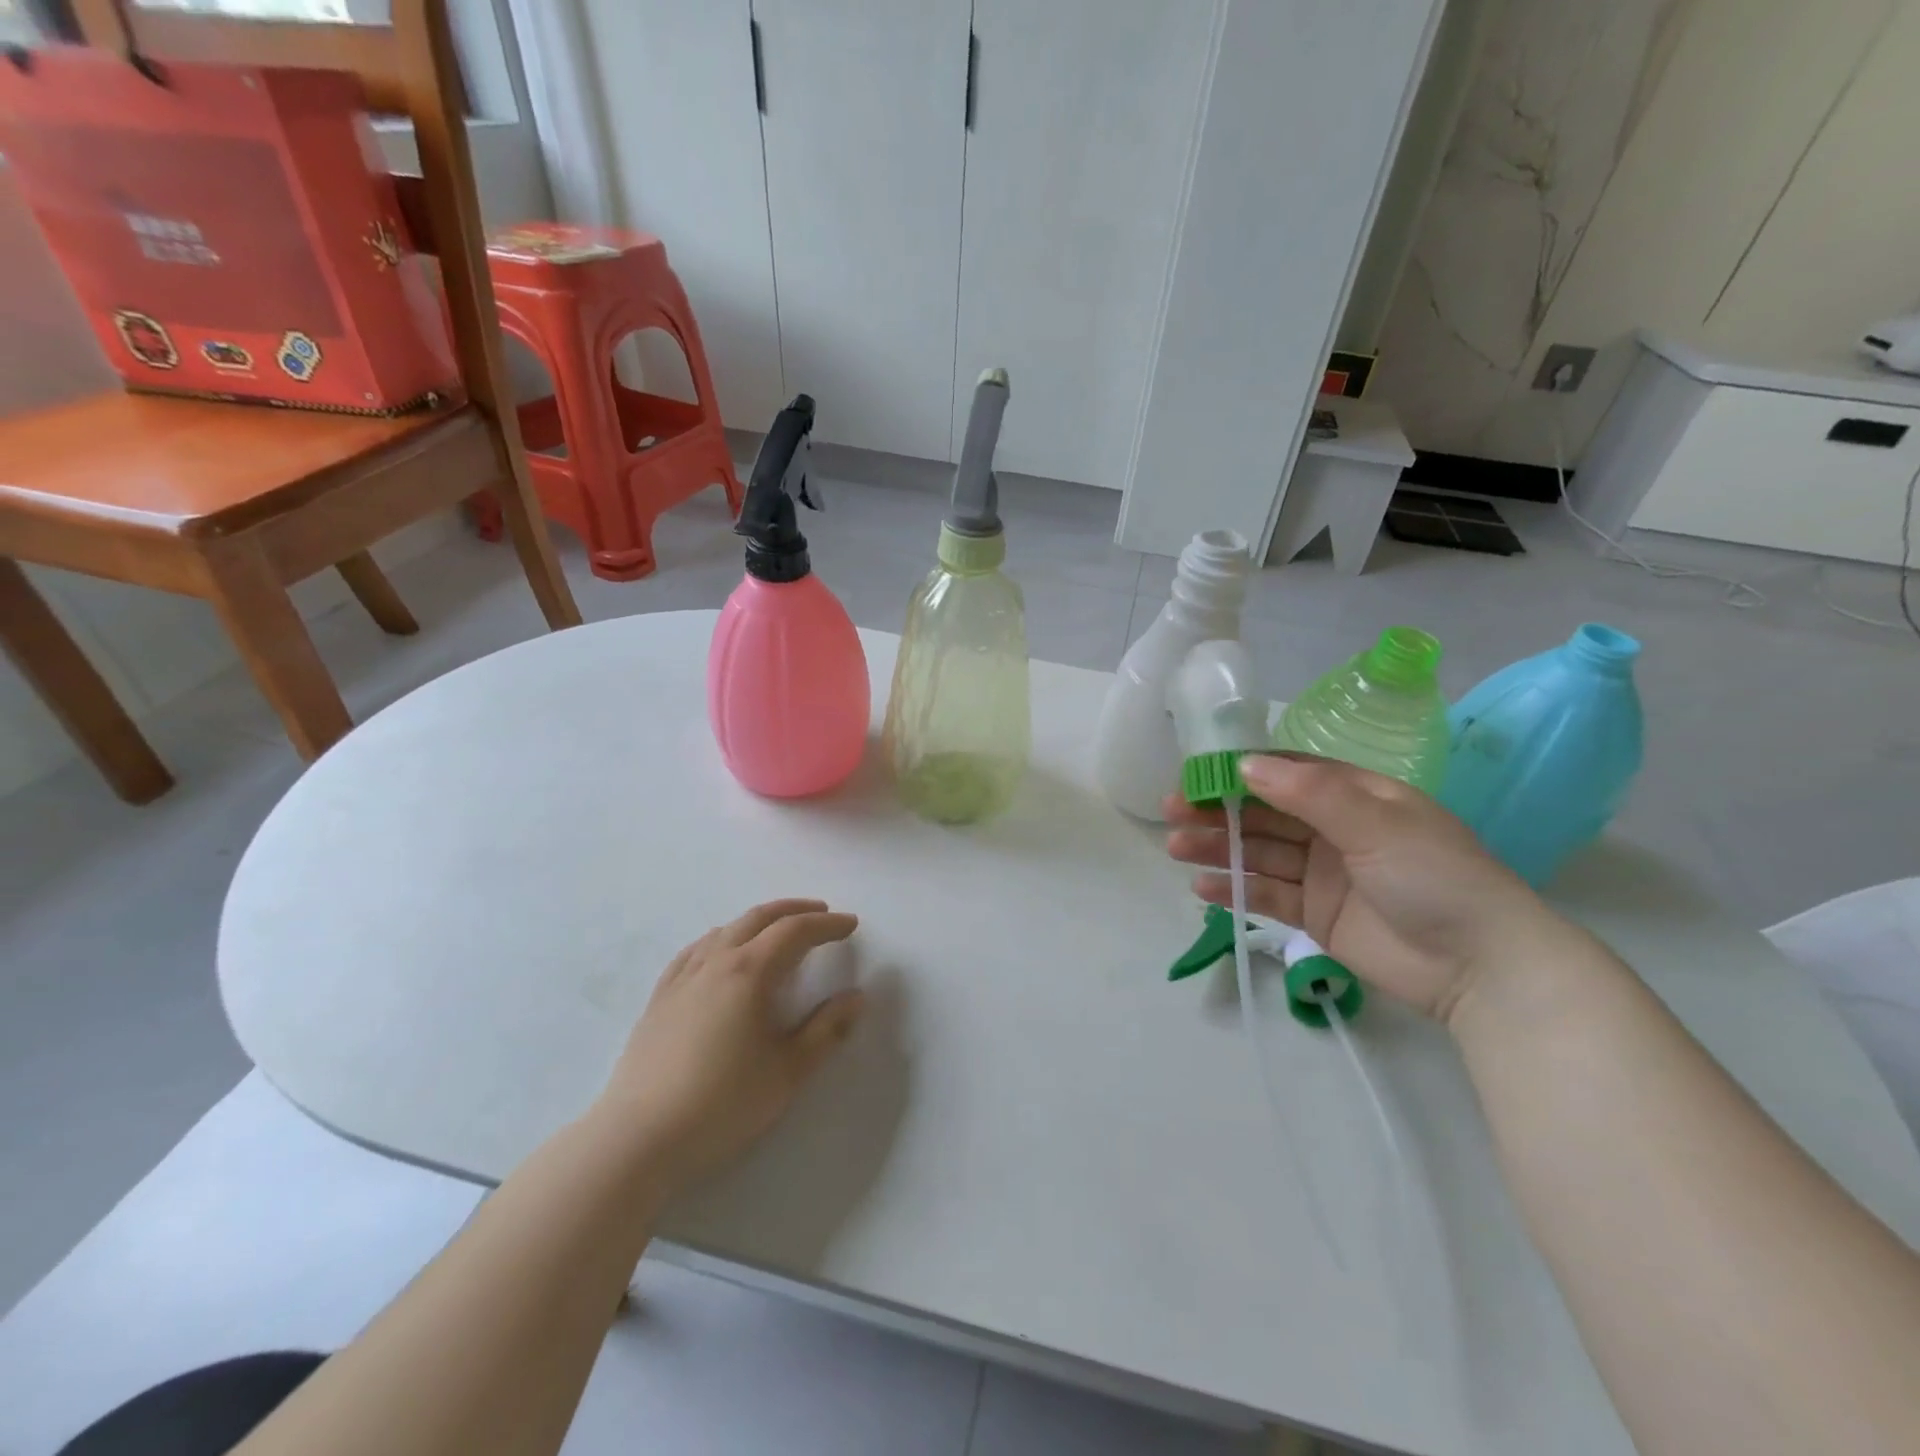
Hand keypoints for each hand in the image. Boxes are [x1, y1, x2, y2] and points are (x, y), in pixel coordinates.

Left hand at [594, 899, 864, 1196]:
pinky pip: (696, 949)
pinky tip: (721, 951)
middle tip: (821, 913)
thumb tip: (856, 997)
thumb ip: (826, 1030)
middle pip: (759, 918)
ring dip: (759, 921)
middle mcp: (715, 962)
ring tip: (777, 930)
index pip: (795, 931)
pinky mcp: (660, 997)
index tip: (851, 924)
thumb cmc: (723, 1103)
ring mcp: (682, 977)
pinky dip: (722, 937)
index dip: (827, 924)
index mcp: (749, 972)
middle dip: (794, 910)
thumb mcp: (788, 1071)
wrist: (639, 1138)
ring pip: (726, 929)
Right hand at [1164, 755, 1565, 1021]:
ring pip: (1258, 852)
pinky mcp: (1315, 915)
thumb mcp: (1376, 823)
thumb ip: (1310, 793)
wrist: (1482, 967)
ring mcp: (1323, 873)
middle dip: (1218, 810)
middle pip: (1263, 813)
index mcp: (1355, 795)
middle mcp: (1334, 829)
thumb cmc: (1435, 877)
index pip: (1286, 773)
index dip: (1239, 771)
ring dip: (1218, 848)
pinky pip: (1266, 894)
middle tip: (1171, 812)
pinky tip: (1203, 887)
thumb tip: (1245, 765)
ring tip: (1176, 848)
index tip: (1196, 774)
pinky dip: (1235, 889)